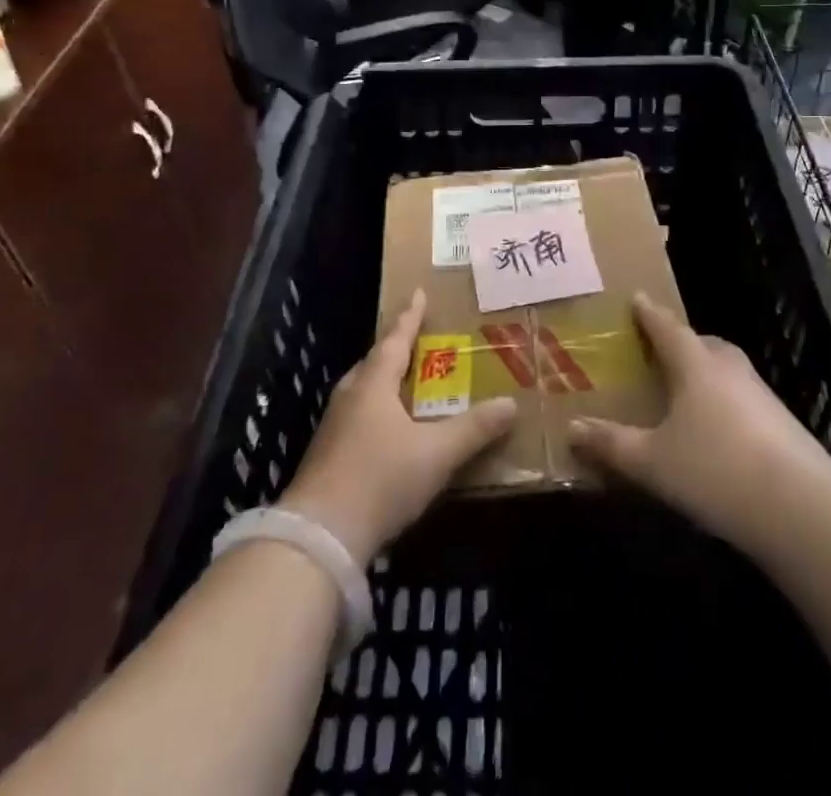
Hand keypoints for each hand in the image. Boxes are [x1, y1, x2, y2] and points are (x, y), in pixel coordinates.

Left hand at [280, 290, 515, 564]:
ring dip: (384, 382)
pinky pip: (357, 417)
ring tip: (405, 383)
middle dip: (395, 350)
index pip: (395, 340)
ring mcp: (333, 428)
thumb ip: (473, 429)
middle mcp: (350, 397)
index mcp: (373, 385)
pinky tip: (388, 430)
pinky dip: (376, 411)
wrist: (319, 538)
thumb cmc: (380, 480)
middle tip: (417, 341)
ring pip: (363, 391)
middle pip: (374, 363)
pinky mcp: (327, 456)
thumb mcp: (436, 454)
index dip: (409, 317)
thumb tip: (510, 404)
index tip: (417, 293)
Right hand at [568, 292, 830, 549]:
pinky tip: (714, 430)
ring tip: (682, 391)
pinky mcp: (781, 421)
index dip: (648, 313)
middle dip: (678, 343)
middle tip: (656, 351)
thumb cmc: (715, 470)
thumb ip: (612, 444)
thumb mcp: (653, 462)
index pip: (666, 326)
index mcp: (694, 363)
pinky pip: (740, 397)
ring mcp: (760, 393)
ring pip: (723, 369)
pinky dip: (722, 401)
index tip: (636, 298)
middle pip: (699, 343)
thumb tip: (572, 428)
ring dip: (702, 372)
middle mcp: (728, 367)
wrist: (802, 508)